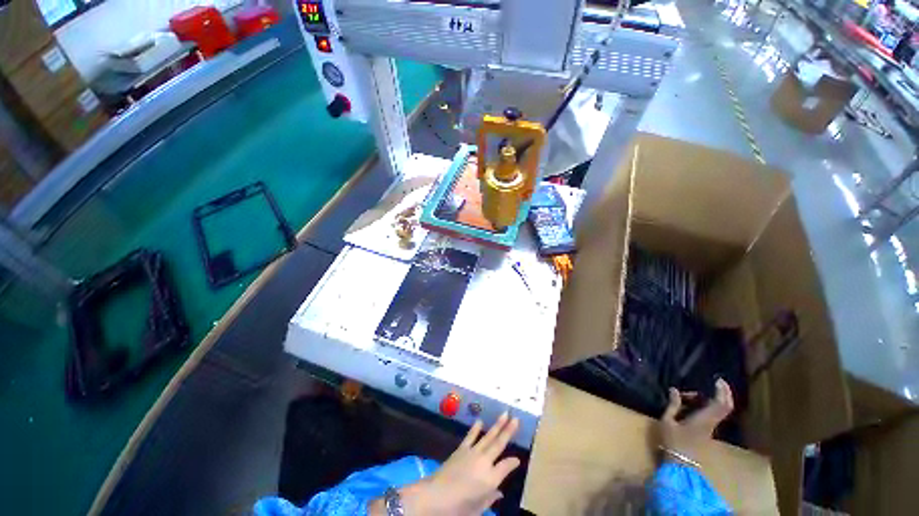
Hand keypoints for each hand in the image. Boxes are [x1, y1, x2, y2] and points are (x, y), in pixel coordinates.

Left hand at [378, 412, 520, 515]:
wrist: (436, 496)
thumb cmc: (459, 508)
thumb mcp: (478, 508)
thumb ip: (490, 498)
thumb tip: (499, 492)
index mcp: (491, 478)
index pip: (507, 466)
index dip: (513, 462)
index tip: (518, 458)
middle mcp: (484, 462)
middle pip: (499, 444)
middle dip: (509, 431)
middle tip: (516, 419)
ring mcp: (472, 453)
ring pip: (488, 436)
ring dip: (497, 425)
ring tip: (504, 414)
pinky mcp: (461, 449)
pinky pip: (471, 436)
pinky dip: (476, 428)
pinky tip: (480, 420)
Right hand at [659, 379, 733, 465]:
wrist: (681, 465)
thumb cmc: (673, 442)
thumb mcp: (668, 421)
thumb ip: (673, 405)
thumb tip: (674, 390)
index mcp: (704, 419)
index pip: (721, 404)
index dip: (723, 391)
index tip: (718, 380)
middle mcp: (712, 423)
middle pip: (725, 407)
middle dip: (723, 394)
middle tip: (715, 383)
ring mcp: (711, 428)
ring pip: (718, 410)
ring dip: (711, 399)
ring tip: (691, 395)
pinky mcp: (707, 432)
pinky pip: (713, 414)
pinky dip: (708, 406)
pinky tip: (694, 404)